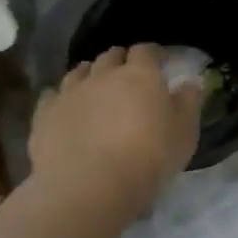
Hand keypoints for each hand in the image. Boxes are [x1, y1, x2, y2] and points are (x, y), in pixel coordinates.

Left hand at [30, 45, 203, 214]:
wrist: (90, 187)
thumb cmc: (148, 158)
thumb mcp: (184, 133)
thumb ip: (189, 103)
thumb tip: (192, 82)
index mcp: (140, 75)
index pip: (146, 51)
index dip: (154, 54)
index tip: (160, 63)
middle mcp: (103, 75)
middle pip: (111, 56)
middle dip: (120, 61)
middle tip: (128, 77)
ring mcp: (70, 92)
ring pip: (80, 71)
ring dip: (90, 75)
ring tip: (96, 90)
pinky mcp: (45, 114)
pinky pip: (52, 95)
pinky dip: (61, 98)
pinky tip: (66, 109)